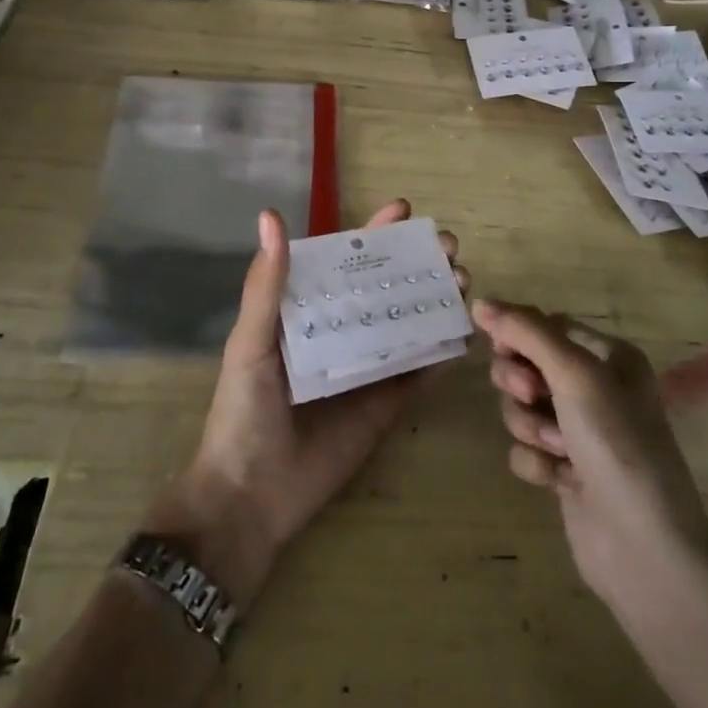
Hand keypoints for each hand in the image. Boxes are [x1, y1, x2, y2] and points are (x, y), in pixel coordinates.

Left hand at [147, 200, 470, 606]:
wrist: (251, 497)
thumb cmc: (244, 411)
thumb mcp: (251, 342)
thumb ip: (267, 284)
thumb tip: (271, 216)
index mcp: (308, 311)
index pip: (346, 262)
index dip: (375, 234)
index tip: (405, 209)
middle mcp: (342, 332)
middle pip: (386, 287)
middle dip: (418, 262)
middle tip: (450, 246)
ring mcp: (368, 368)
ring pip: (409, 324)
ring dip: (436, 299)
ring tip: (464, 280)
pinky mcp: (387, 406)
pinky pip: (419, 374)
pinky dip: (442, 353)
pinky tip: (464, 334)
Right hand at [473, 299, 707, 610]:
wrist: (644, 549)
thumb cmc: (616, 444)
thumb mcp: (574, 374)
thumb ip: (525, 332)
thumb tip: (481, 302)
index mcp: (608, 356)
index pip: (545, 325)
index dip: (518, 335)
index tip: (502, 349)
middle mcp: (595, 388)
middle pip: (527, 364)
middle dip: (520, 382)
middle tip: (533, 397)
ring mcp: (579, 431)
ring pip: (521, 406)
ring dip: (529, 425)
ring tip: (556, 449)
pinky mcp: (564, 469)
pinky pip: (526, 447)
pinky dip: (535, 461)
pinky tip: (557, 480)